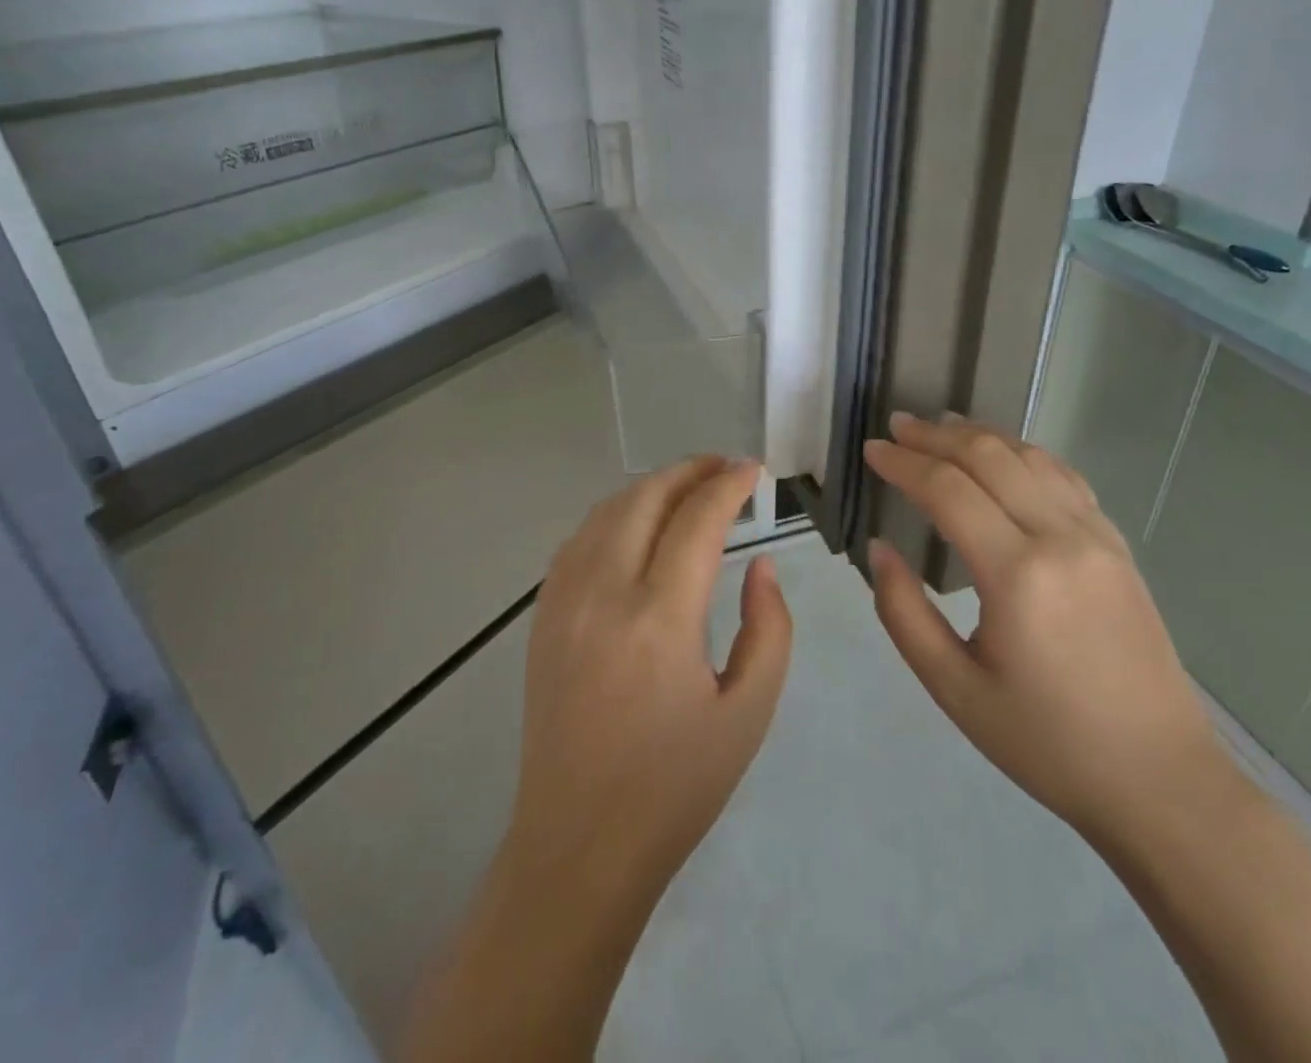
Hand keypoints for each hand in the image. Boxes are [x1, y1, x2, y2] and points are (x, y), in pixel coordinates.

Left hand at [506, 457, 791, 910]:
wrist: (579, 843)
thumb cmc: (675, 786)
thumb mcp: (748, 713)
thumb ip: (768, 629)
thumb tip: (760, 566)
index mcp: (660, 619)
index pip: (697, 520)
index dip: (728, 485)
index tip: (753, 470)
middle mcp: (604, 594)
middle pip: (646, 498)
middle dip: (690, 470)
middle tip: (724, 467)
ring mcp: (564, 601)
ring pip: (607, 511)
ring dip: (650, 487)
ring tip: (687, 487)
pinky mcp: (543, 616)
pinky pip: (578, 540)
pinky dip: (613, 514)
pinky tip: (635, 524)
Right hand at [863, 414, 1227, 843]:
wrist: (1160, 780)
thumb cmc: (1046, 742)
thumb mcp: (953, 688)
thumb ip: (903, 612)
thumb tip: (880, 549)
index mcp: (1017, 575)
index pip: (948, 489)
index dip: (904, 463)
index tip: (871, 451)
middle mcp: (1061, 538)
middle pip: (990, 457)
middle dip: (936, 435)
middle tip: (897, 426)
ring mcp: (1097, 538)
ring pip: (1031, 458)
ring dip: (980, 435)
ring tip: (941, 426)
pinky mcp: (1118, 547)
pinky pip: (1065, 478)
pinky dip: (1024, 454)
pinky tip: (1005, 456)